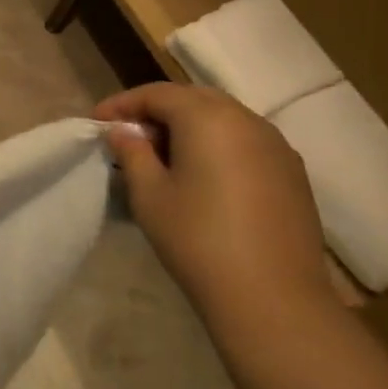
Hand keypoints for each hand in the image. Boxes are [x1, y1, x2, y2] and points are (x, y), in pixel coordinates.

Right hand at [94, 82, 330, 318]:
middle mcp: (248, 122)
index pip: (158, 93)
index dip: (122, 104)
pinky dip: (215, 144)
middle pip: (194, 99)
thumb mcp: (148, 194)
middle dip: (156, 110)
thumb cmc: (196, 238)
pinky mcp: (291, 172)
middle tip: (126, 136)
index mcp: (209, 120)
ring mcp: (277, 146)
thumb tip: (123, 131)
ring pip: (223, 118)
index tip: (96, 123)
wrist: (271, 294)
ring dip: (187, 126)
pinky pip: (245, 141)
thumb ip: (132, 153)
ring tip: (159, 155)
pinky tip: (198, 174)